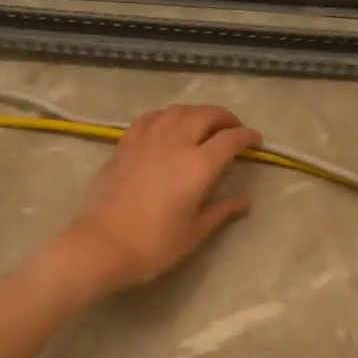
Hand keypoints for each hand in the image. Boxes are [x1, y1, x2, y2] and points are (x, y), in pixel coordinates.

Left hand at [54, 104, 262, 293]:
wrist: (100, 245)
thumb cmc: (153, 245)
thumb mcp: (194, 233)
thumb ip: (221, 211)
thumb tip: (245, 201)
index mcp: (198, 166)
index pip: (230, 140)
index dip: (247, 136)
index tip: (256, 141)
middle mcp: (175, 144)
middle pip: (205, 115)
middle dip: (225, 118)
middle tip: (233, 129)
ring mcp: (147, 140)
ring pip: (178, 111)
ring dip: (197, 113)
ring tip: (203, 124)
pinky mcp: (125, 144)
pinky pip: (150, 118)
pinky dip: (167, 116)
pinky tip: (168, 126)